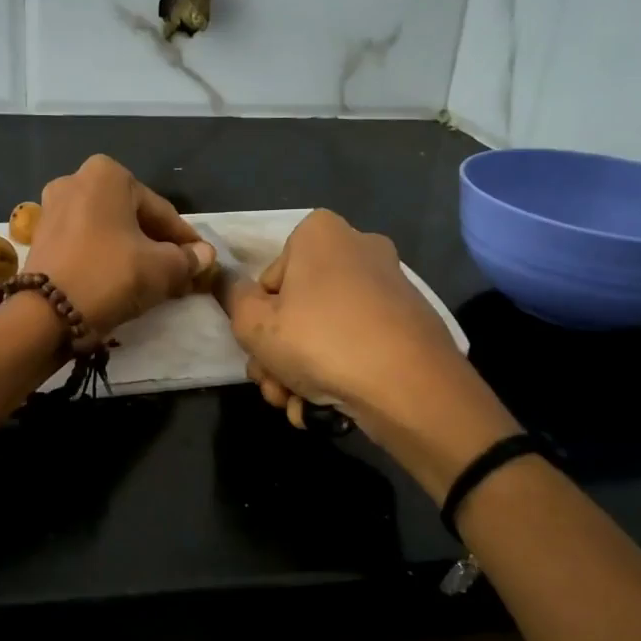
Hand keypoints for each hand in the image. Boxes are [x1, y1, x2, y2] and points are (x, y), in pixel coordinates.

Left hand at [26, 155, 215, 336]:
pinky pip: (86, 242)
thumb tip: (205, 256)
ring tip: (154, 281)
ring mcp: (52, 208)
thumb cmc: (110, 276)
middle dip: (157, 245)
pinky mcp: (41, 236)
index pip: (161, 211)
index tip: (201, 262)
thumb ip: (188, 259)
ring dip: (133, 252)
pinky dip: (106, 257)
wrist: (46, 314)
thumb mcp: (162, 269)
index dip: (185, 240)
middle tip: (179, 273)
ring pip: (109, 231)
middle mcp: (75, 180)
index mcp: (107, 174)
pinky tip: (122, 281)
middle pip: (133, 217)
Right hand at [222, 210, 477, 432]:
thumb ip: (233, 299)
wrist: (410, 387)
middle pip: (297, 307)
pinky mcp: (410, 322)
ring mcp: (390, 286)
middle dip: (278, 354)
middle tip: (273, 388)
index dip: (257, 321)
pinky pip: (359, 343)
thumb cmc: (320, 341)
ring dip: (301, 371)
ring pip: (325, 331)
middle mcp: (359, 248)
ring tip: (298, 406)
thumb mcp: (254, 324)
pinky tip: (328, 407)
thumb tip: (229, 283)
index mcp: (320, 233)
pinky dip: (339, 372)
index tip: (260, 352)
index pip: (268, 279)